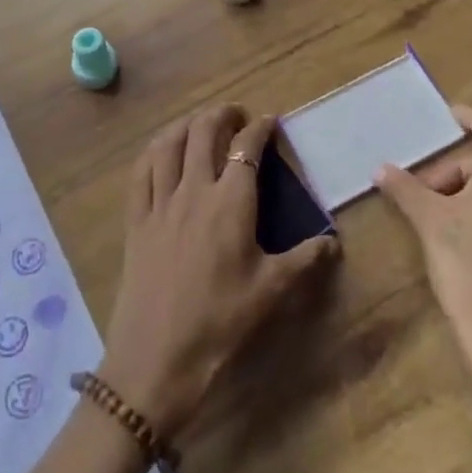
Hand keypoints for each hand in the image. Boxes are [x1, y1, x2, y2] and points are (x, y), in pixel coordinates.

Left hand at [100, 105, 339, 439]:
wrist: (156, 358)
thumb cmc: (220, 322)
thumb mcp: (271, 291)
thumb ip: (305, 259)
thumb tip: (335, 242)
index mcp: (231, 202)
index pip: (247, 147)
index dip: (260, 127)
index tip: (270, 121)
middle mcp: (194, 189)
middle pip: (204, 131)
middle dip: (222, 114)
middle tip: (236, 115)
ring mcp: (160, 202)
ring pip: (169, 143)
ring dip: (187, 124)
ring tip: (200, 123)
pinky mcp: (136, 219)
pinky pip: (141, 171)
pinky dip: (154, 151)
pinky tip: (161, 152)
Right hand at [376, 105, 471, 399]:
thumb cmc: (467, 266)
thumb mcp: (429, 222)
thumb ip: (406, 189)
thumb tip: (381, 169)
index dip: (471, 118)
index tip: (449, 117)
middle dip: (454, 170)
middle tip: (423, 190)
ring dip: (467, 193)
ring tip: (436, 217)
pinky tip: (461, 242)